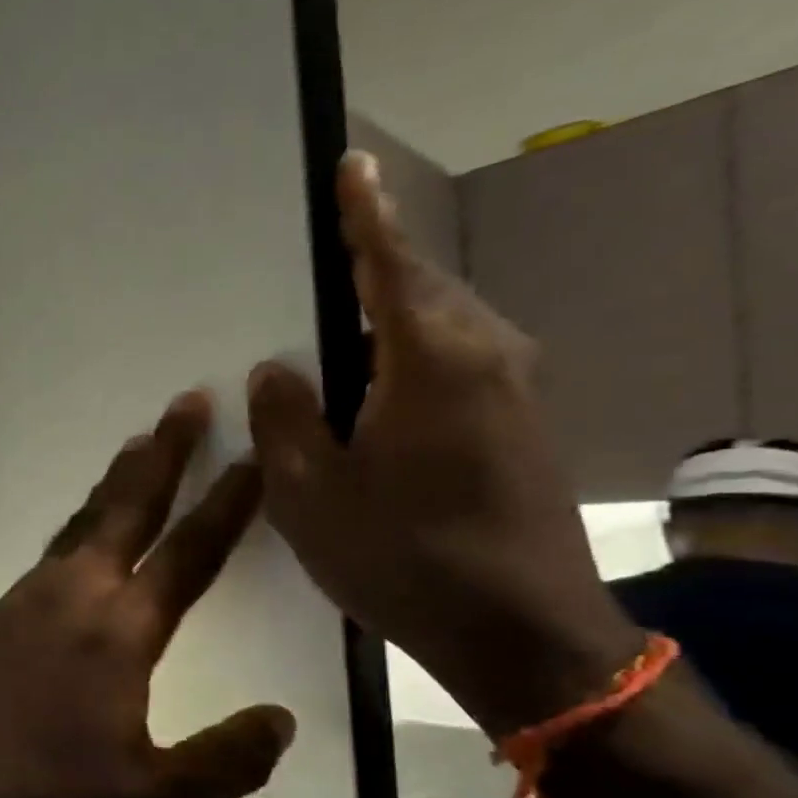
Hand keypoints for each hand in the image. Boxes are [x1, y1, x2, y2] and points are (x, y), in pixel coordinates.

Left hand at [0, 392, 294, 797]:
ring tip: (141, 445)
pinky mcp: (1, 608)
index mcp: (122, 628)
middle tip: (188, 402)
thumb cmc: (47, 792)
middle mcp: (77, 591)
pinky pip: (56, 547)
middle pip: (129, 506)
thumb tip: (280, 721)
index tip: (252, 458)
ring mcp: (31, 594)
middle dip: (165, 452)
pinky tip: (86, 532)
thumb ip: (226, 760)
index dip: (226, 505)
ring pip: (86, 520)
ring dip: (119, 480)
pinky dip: (83, 521)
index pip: (188, 552)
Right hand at [246, 153, 641, 736]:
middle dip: (371, 275)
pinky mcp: (522, 425)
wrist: (521, 632)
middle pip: (420, 292)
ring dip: (388, 326)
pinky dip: (409, 363)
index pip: (392, 265)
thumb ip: (285, 419)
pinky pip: (456, 366)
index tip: (353, 164)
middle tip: (315, 280)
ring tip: (333, 346)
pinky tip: (373, 398)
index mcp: (430, 360)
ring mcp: (515, 391)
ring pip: (440, 330)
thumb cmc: (403, 558)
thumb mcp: (311, 494)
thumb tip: (276, 370)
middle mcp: (486, 356)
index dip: (367, 215)